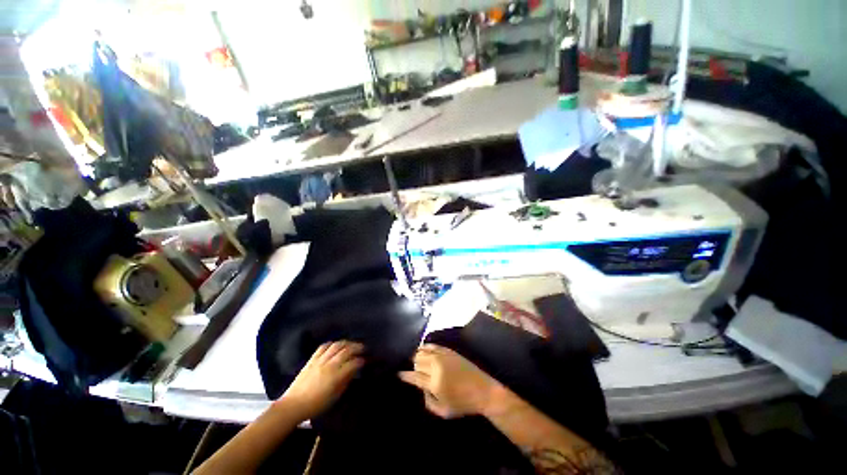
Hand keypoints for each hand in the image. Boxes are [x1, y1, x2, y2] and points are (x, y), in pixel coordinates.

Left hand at [280, 341, 364, 420]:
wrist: (293, 405)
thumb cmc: (316, 405)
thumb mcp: (334, 397)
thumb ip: (345, 382)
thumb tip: (353, 371)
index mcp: (336, 376)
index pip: (353, 363)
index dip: (361, 360)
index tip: (365, 360)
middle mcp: (330, 365)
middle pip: (347, 350)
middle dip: (357, 347)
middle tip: (363, 348)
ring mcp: (320, 360)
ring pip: (336, 345)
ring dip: (346, 343)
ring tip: (351, 344)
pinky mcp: (312, 359)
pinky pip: (323, 347)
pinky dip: (332, 344)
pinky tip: (335, 345)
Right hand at [399, 344, 500, 418]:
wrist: (483, 390)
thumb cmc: (463, 404)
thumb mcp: (443, 412)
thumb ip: (428, 401)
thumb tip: (421, 388)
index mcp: (434, 383)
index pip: (414, 376)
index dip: (404, 374)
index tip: (398, 373)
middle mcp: (437, 366)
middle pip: (417, 360)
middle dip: (411, 364)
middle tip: (409, 367)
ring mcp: (443, 356)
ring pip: (423, 351)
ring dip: (417, 355)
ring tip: (414, 358)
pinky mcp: (449, 351)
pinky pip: (433, 345)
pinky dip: (426, 347)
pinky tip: (423, 349)